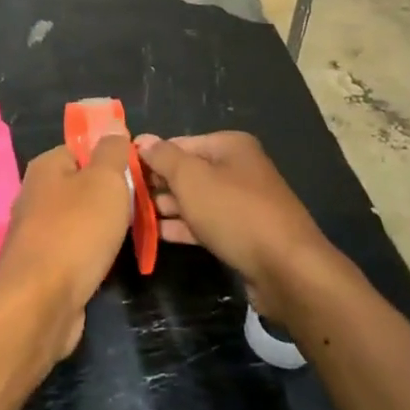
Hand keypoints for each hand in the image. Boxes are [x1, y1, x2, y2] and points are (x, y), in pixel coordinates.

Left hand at [0, 138, 133, 357]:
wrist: (41, 302)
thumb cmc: (76, 231)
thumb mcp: (105, 180)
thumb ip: (112, 152)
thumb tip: (113, 127)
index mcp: (46, 167)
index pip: (82, 148)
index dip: (111, 157)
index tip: (139, 173)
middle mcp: (36, 194)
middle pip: (82, 184)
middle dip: (111, 195)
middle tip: (142, 206)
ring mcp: (36, 231)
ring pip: (80, 219)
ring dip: (104, 227)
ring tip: (133, 235)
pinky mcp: (42, 266)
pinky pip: (75, 249)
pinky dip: (93, 254)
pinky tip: (109, 262)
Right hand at [133, 131, 332, 317]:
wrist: (287, 269)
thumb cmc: (234, 212)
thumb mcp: (191, 178)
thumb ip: (163, 157)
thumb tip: (143, 140)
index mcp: (230, 146)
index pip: (180, 143)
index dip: (151, 156)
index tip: (122, 171)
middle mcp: (238, 169)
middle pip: (188, 171)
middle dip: (158, 184)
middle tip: (124, 197)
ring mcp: (243, 203)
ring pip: (196, 200)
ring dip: (167, 207)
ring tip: (133, 216)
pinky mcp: (244, 234)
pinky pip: (206, 224)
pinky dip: (183, 226)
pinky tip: (157, 234)